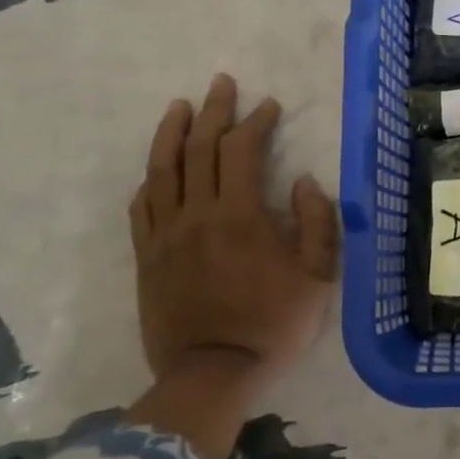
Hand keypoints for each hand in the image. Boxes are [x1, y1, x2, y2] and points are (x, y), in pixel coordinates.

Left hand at [123, 74, 338, 458]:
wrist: (211, 374)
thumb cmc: (271, 325)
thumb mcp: (317, 277)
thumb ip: (316, 223)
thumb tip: (304, 181)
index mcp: (240, 215)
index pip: (242, 151)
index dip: (255, 122)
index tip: (269, 106)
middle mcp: (197, 214)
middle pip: (200, 148)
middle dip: (214, 111)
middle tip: (222, 84)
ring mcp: (165, 234)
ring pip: (162, 169)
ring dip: (172, 132)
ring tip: (180, 106)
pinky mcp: (146, 256)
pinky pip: (142, 206)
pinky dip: (150, 178)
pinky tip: (157, 166)